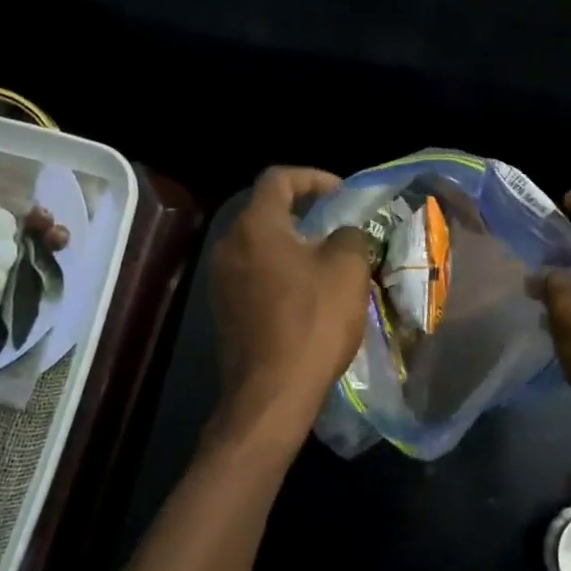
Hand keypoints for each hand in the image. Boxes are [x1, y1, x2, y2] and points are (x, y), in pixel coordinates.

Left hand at [207, 167, 372, 443]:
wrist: (271, 393)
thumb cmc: (312, 322)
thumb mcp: (347, 271)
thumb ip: (349, 236)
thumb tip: (343, 234)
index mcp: (255, 226)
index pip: (279, 178)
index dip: (313, 177)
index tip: (341, 193)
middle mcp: (229, 246)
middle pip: (265, 211)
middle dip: (304, 211)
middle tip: (337, 225)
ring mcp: (221, 280)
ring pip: (260, 245)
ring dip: (292, 244)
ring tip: (327, 260)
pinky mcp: (224, 310)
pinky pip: (254, 274)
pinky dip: (280, 271)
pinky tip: (307, 294)